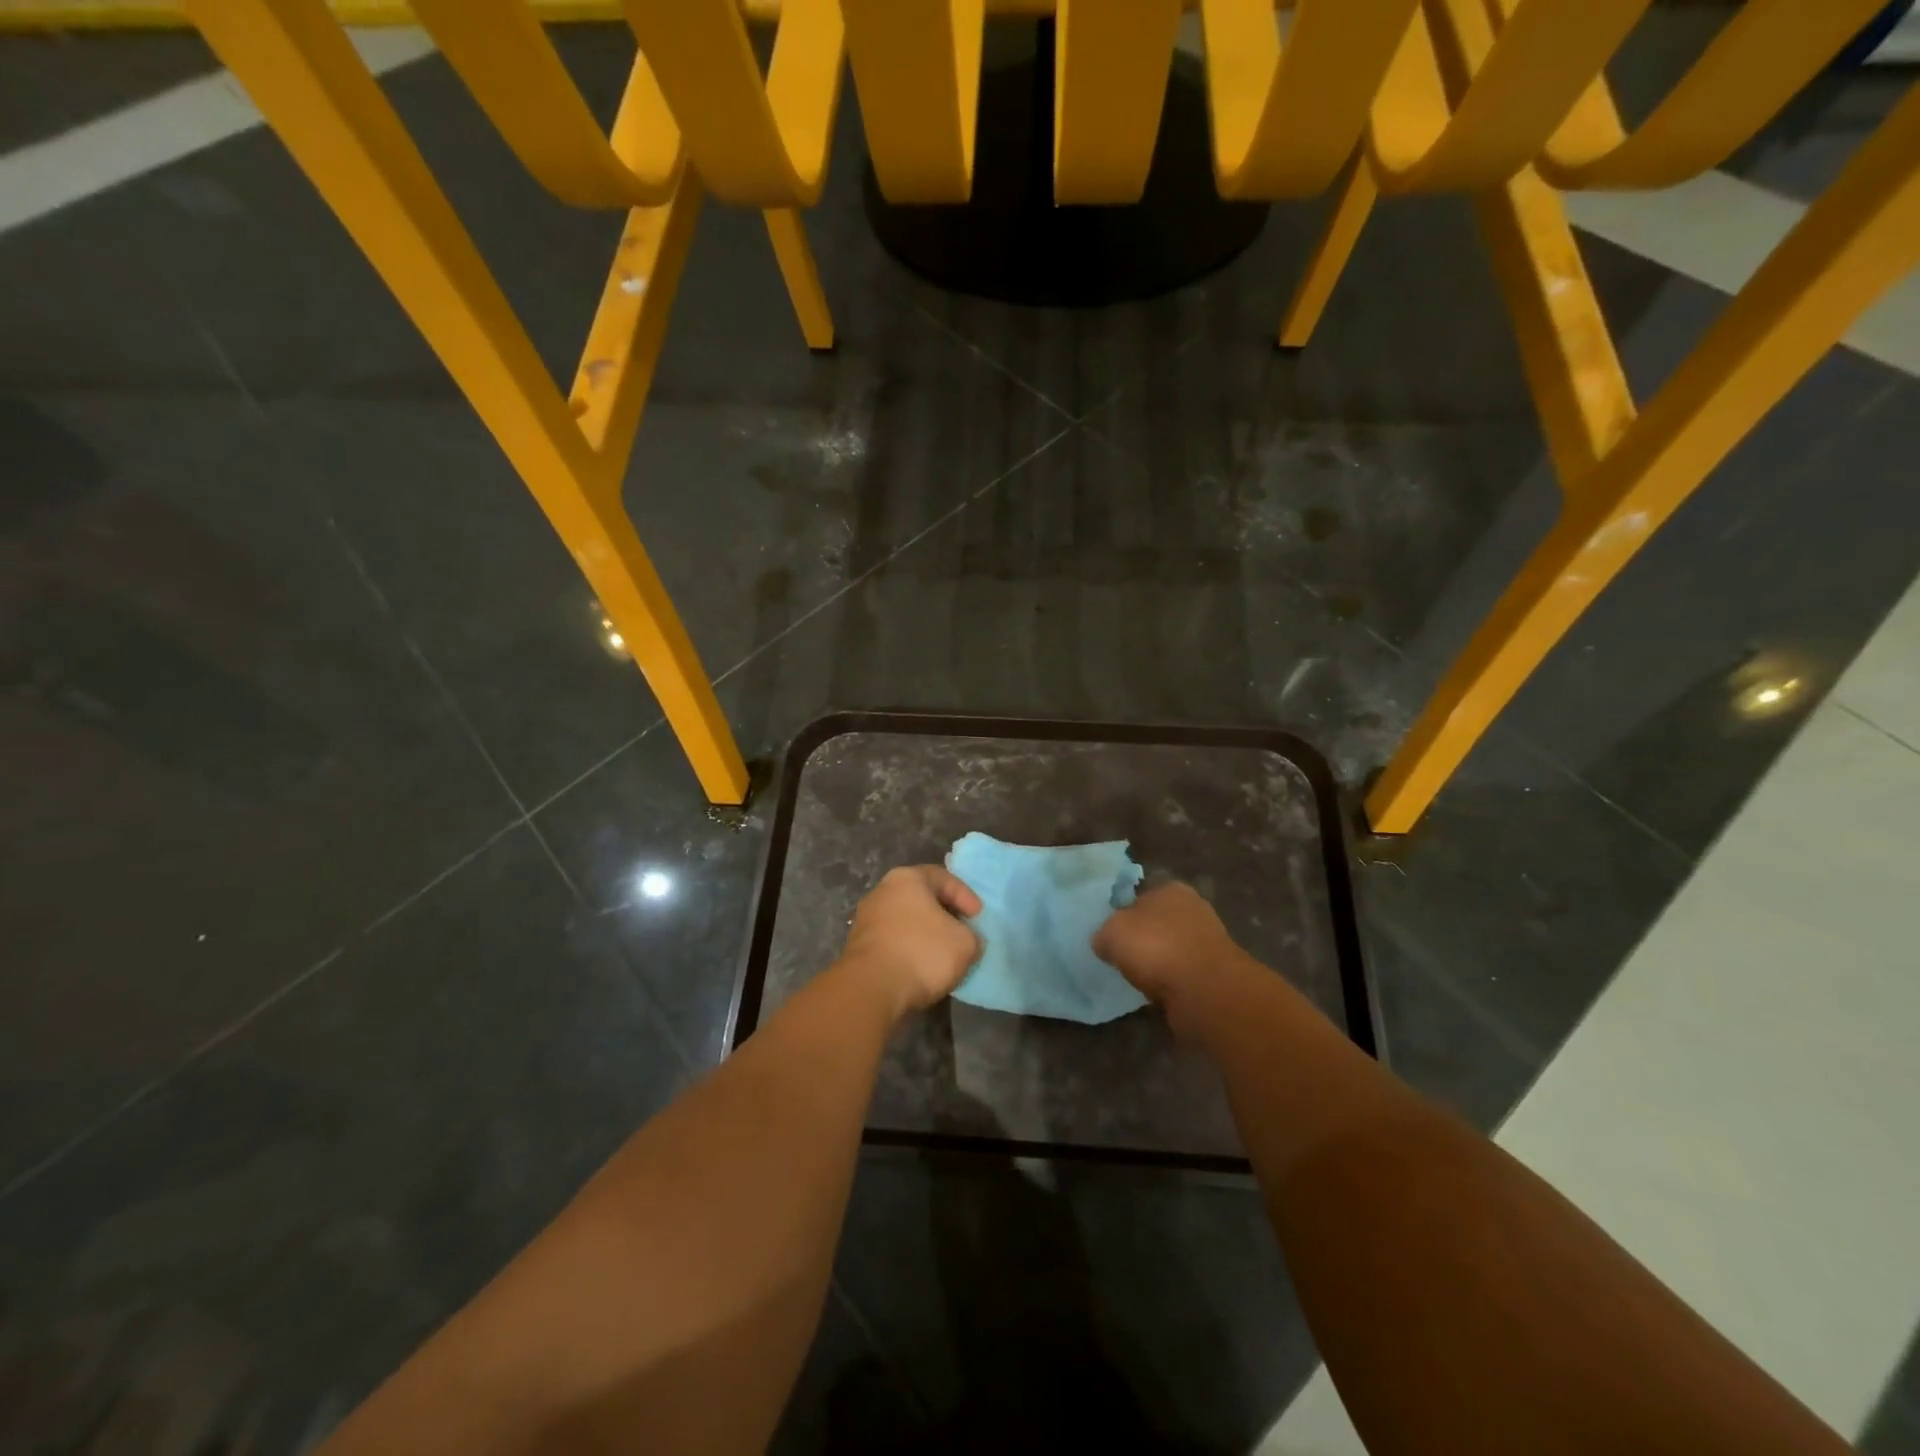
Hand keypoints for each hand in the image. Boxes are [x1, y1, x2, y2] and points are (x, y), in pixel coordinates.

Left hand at [839, 865, 982, 1016]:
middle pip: (921, 898)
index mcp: (906, 879)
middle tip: (962, 932)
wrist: (871, 989)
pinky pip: (893, 942)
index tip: (978, 917)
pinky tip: (922, 969)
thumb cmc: (922, 952)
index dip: (965, 895)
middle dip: (944, 915)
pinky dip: (910, 951)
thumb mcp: (965, 943)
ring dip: (926, 935)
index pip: (942, 877)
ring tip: (945, 955)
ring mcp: (866, 920)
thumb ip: (972, 936)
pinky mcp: (858, 948)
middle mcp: (882, 892)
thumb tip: (967, 940)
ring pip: (905, 922)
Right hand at [1093, 882, 1247, 1007]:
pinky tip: (1156, 992)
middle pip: (1158, 922)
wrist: (1205, 990)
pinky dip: (1170, 982)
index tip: (1111, 932)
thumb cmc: (1156, 947)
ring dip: (1157, 963)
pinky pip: (1182, 974)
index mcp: (1170, 889)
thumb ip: (1104, 933)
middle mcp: (1193, 909)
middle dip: (1142, 938)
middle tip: (1121, 956)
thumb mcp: (1112, 932)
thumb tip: (1104, 942)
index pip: (1141, 894)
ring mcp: (1207, 942)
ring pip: (1170, 949)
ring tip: (1137, 978)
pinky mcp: (1214, 973)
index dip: (1123, 912)